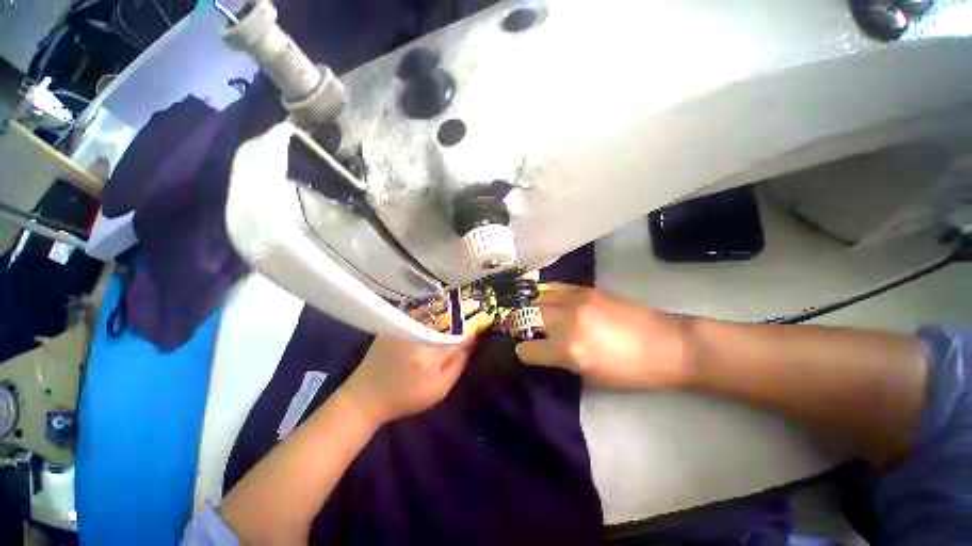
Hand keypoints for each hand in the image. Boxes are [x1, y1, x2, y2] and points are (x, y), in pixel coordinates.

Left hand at [341, 308, 491, 425]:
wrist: (366, 395)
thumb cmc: (406, 398)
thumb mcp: (439, 389)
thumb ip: (459, 363)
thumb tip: (473, 340)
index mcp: (430, 355)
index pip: (461, 334)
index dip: (476, 324)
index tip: (488, 317)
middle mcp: (418, 335)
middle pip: (449, 316)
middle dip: (466, 308)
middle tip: (479, 303)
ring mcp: (405, 326)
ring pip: (435, 310)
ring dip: (452, 304)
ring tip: (466, 300)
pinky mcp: (396, 323)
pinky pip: (421, 310)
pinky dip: (435, 306)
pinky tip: (444, 304)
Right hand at [515, 283, 691, 389]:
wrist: (667, 345)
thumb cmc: (631, 371)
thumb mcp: (591, 376)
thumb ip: (561, 361)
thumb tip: (543, 348)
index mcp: (568, 350)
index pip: (527, 349)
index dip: (524, 352)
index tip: (527, 352)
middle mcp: (566, 321)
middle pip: (525, 316)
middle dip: (520, 325)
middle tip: (524, 330)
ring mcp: (575, 300)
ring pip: (536, 298)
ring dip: (532, 308)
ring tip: (535, 314)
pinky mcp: (585, 289)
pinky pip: (554, 287)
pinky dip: (545, 295)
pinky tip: (549, 301)